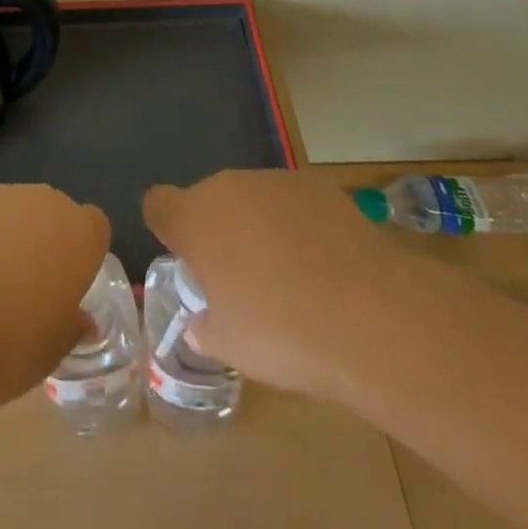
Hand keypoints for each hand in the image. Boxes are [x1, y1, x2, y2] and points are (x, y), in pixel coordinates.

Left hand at [0, 184, 110, 411]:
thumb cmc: (7, 347)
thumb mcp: (52, 352)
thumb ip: (70, 326)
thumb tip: (78, 319)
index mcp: (78, 236)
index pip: (96, 227)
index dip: (84, 253)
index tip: (69, 284)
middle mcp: (44, 203)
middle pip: (55, 213)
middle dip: (48, 240)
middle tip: (31, 286)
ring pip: (16, 210)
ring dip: (11, 235)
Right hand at [143, 169, 390, 398]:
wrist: (370, 315)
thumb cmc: (283, 333)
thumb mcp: (232, 347)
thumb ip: (207, 328)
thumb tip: (202, 323)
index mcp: (194, 220)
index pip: (157, 204)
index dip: (166, 228)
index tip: (187, 259)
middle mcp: (228, 187)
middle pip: (208, 200)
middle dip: (219, 232)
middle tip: (243, 280)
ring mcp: (274, 181)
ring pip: (251, 199)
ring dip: (259, 227)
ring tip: (290, 276)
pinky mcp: (317, 186)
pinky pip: (292, 203)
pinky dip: (298, 225)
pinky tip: (325, 264)